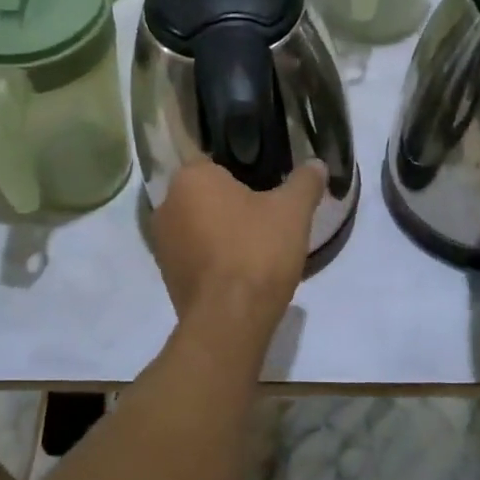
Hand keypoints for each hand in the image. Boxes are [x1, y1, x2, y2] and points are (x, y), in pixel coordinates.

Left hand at [151, 160, 326, 326]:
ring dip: (220, 230)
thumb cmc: (257, 251)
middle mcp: (167, 205)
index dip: (244, 170)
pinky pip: (194, 253)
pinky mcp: (166, 275)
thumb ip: (305, 182)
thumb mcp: (293, 211)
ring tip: (256, 244)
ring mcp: (162, 243)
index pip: (215, 160)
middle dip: (231, 201)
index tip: (267, 184)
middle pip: (205, 194)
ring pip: (197, 224)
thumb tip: (317, 164)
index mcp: (190, 178)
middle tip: (266, 214)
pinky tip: (240, 269)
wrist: (229, 319)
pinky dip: (213, 257)